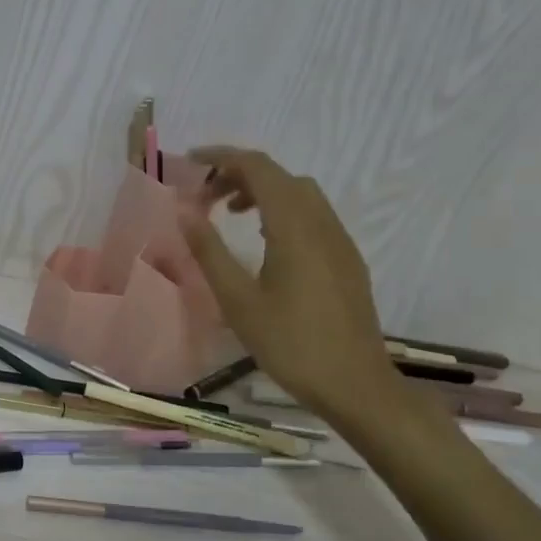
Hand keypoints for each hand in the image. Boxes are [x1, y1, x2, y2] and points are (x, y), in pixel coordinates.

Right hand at [179, 146, 399, 428]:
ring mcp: (339, 240)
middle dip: (240, 174)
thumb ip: (210, 252)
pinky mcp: (347, 259)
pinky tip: (265, 243)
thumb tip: (185, 212)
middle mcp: (321, 222)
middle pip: (280, 176)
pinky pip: (313, 216)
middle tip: (205, 196)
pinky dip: (282, 211)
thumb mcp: (238, 300)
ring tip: (230, 214)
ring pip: (300, 194)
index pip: (258, 168)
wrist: (355, 384)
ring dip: (263, 192)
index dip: (222, 157)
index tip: (191, 163)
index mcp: (293, 226)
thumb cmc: (290, 343)